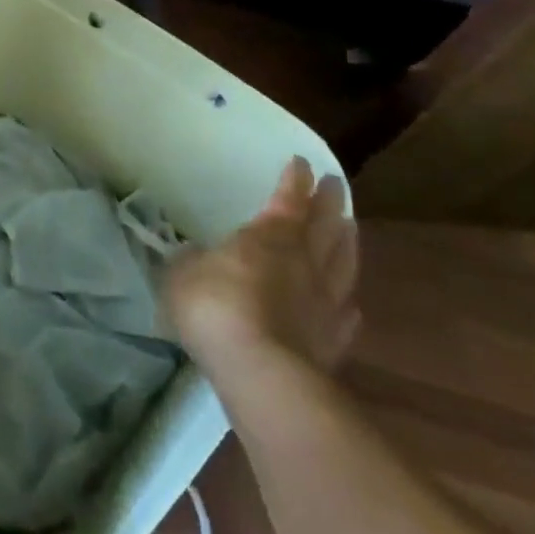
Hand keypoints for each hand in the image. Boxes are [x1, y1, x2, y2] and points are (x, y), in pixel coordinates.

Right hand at [164, 156, 358, 379]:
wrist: (260, 371)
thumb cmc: (215, 306)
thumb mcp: (183, 272)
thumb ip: (192, 261)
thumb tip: (196, 257)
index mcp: (270, 236)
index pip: (288, 199)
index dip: (294, 180)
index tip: (301, 162)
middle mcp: (304, 262)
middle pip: (325, 225)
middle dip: (330, 202)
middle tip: (336, 184)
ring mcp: (324, 303)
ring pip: (343, 264)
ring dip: (347, 243)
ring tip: (351, 228)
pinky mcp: (333, 343)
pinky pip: (346, 314)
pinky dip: (347, 302)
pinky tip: (350, 303)